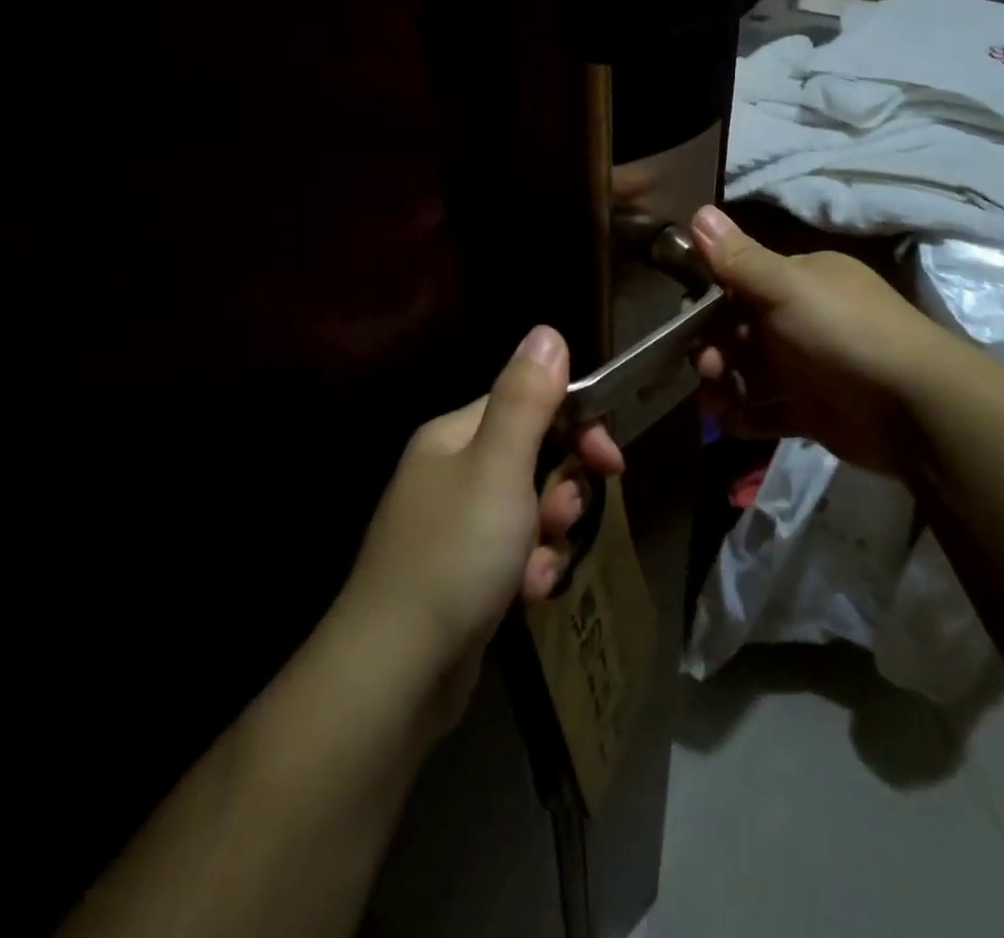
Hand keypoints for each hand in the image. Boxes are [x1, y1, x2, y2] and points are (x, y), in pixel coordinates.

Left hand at [345, 326, 622, 716]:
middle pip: (531, 458)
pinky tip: (529, 595)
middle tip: (569, 514)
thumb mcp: (499, 466)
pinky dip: (530, 570)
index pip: (527, 404)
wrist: (394, 673)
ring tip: (542, 566)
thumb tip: (547, 331)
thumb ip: (526, 397)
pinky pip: (513, 554)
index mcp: (453, 437)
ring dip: (549, 534)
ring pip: (528, 509)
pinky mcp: (461, 575)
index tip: (609, 460)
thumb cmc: (455, 553)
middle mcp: (449, 473)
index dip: (574, 425)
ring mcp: (453, 527)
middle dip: (561, 488)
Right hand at [689, 205, 953, 478]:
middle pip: (741, 330)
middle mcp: (803, 319)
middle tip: (706, 369)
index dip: (709, 299)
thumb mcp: (786, 287)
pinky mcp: (814, 411)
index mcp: (801, 281)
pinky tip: (729, 424)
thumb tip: (698, 211)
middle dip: (713, 348)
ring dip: (724, 386)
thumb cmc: (842, 332)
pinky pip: (769, 411)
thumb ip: (739, 258)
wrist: (914, 407)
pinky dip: (746, 417)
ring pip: (750, 372)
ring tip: (713, 406)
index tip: (684, 320)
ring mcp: (810, 367)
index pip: (742, 282)